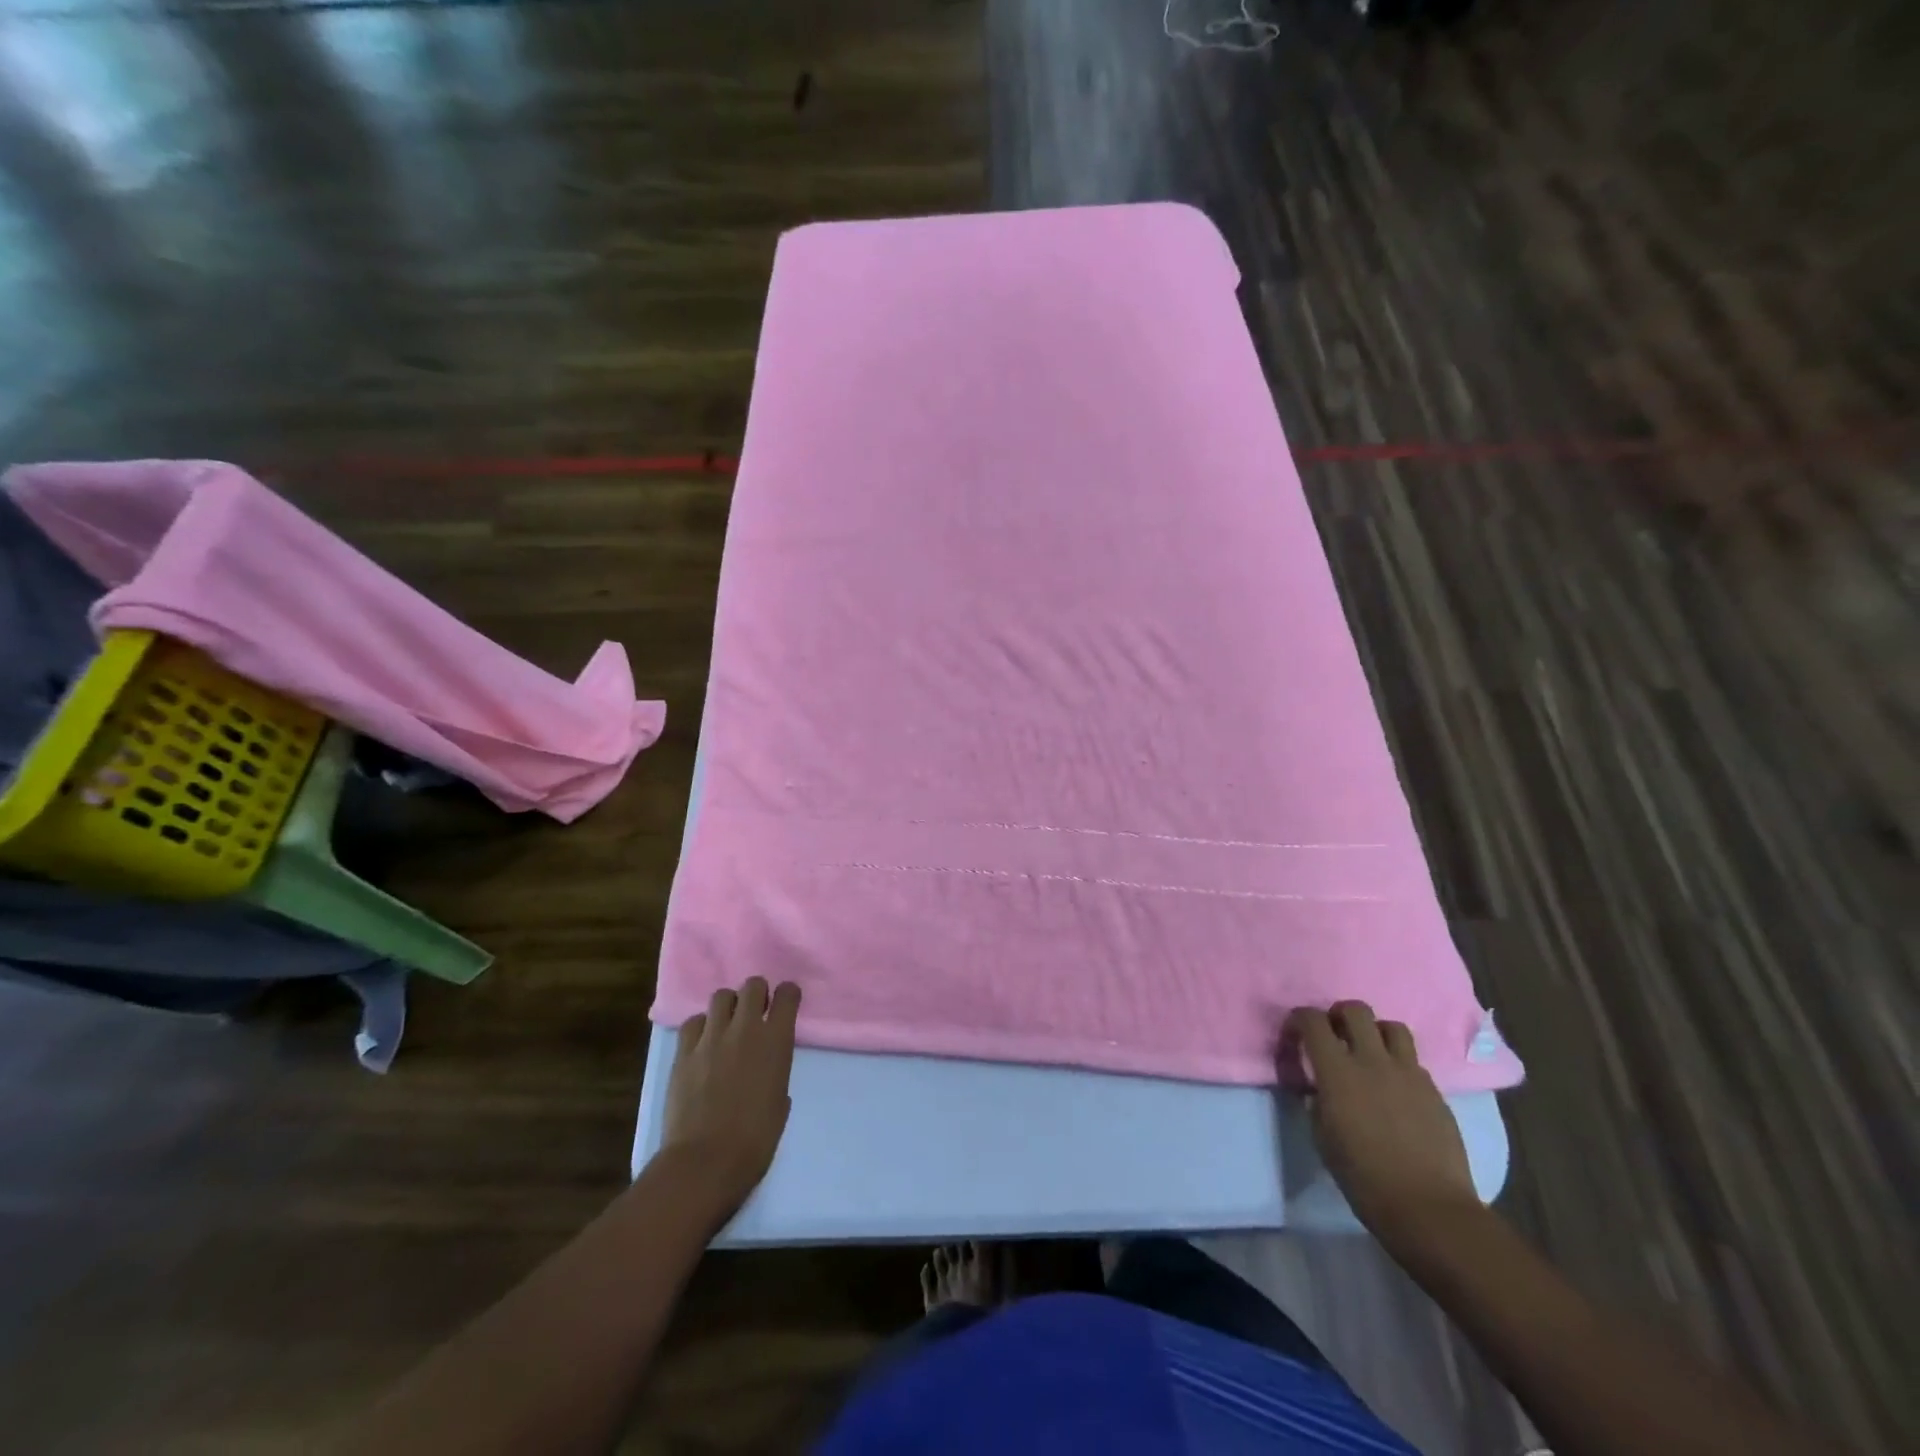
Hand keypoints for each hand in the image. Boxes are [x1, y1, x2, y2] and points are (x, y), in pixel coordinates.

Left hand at [662, 978, 801, 1214]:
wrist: (705, 1163)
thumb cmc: (755, 1141)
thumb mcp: (780, 1103)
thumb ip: (776, 1074)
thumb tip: (766, 1070)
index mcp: (776, 1041)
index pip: (787, 994)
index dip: (788, 995)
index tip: (785, 1005)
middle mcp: (745, 1029)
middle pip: (752, 985)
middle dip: (757, 994)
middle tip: (755, 1013)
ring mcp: (711, 1038)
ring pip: (721, 996)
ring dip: (728, 1007)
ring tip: (727, 1026)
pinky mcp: (683, 1053)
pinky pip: (693, 1022)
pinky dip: (701, 1027)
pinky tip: (702, 1044)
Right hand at [1286, 1001, 1480, 1246]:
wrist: (1428, 1208)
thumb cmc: (1364, 1177)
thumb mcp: (1322, 1136)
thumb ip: (1318, 1100)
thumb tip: (1320, 1086)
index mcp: (1338, 1071)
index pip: (1313, 1020)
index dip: (1300, 1019)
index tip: (1296, 1034)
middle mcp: (1373, 1061)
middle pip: (1356, 1010)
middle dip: (1340, 1015)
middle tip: (1335, 1035)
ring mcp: (1409, 1074)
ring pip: (1393, 1027)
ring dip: (1376, 1034)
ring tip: (1371, 1054)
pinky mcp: (1436, 1092)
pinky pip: (1414, 1062)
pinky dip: (1400, 1066)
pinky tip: (1396, 1090)